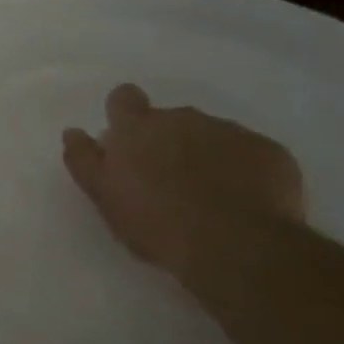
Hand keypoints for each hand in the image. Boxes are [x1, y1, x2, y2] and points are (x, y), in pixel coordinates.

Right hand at [62, 83, 304, 278]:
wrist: (236, 245)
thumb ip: (84, 159)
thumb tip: (73, 132)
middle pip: (169, 119)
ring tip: (206, 195)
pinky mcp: (270, 151)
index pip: (124, 98)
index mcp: (137, 127)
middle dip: (166, 141)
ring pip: (210, 135)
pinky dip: (241, 169)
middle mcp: (183, 118)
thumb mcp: (103, 196)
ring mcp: (231, 131)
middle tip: (165, 181)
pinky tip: (240, 201)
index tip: (127, 140)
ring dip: (204, 155)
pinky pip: (248, 153)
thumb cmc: (155, 222)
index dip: (124, 113)